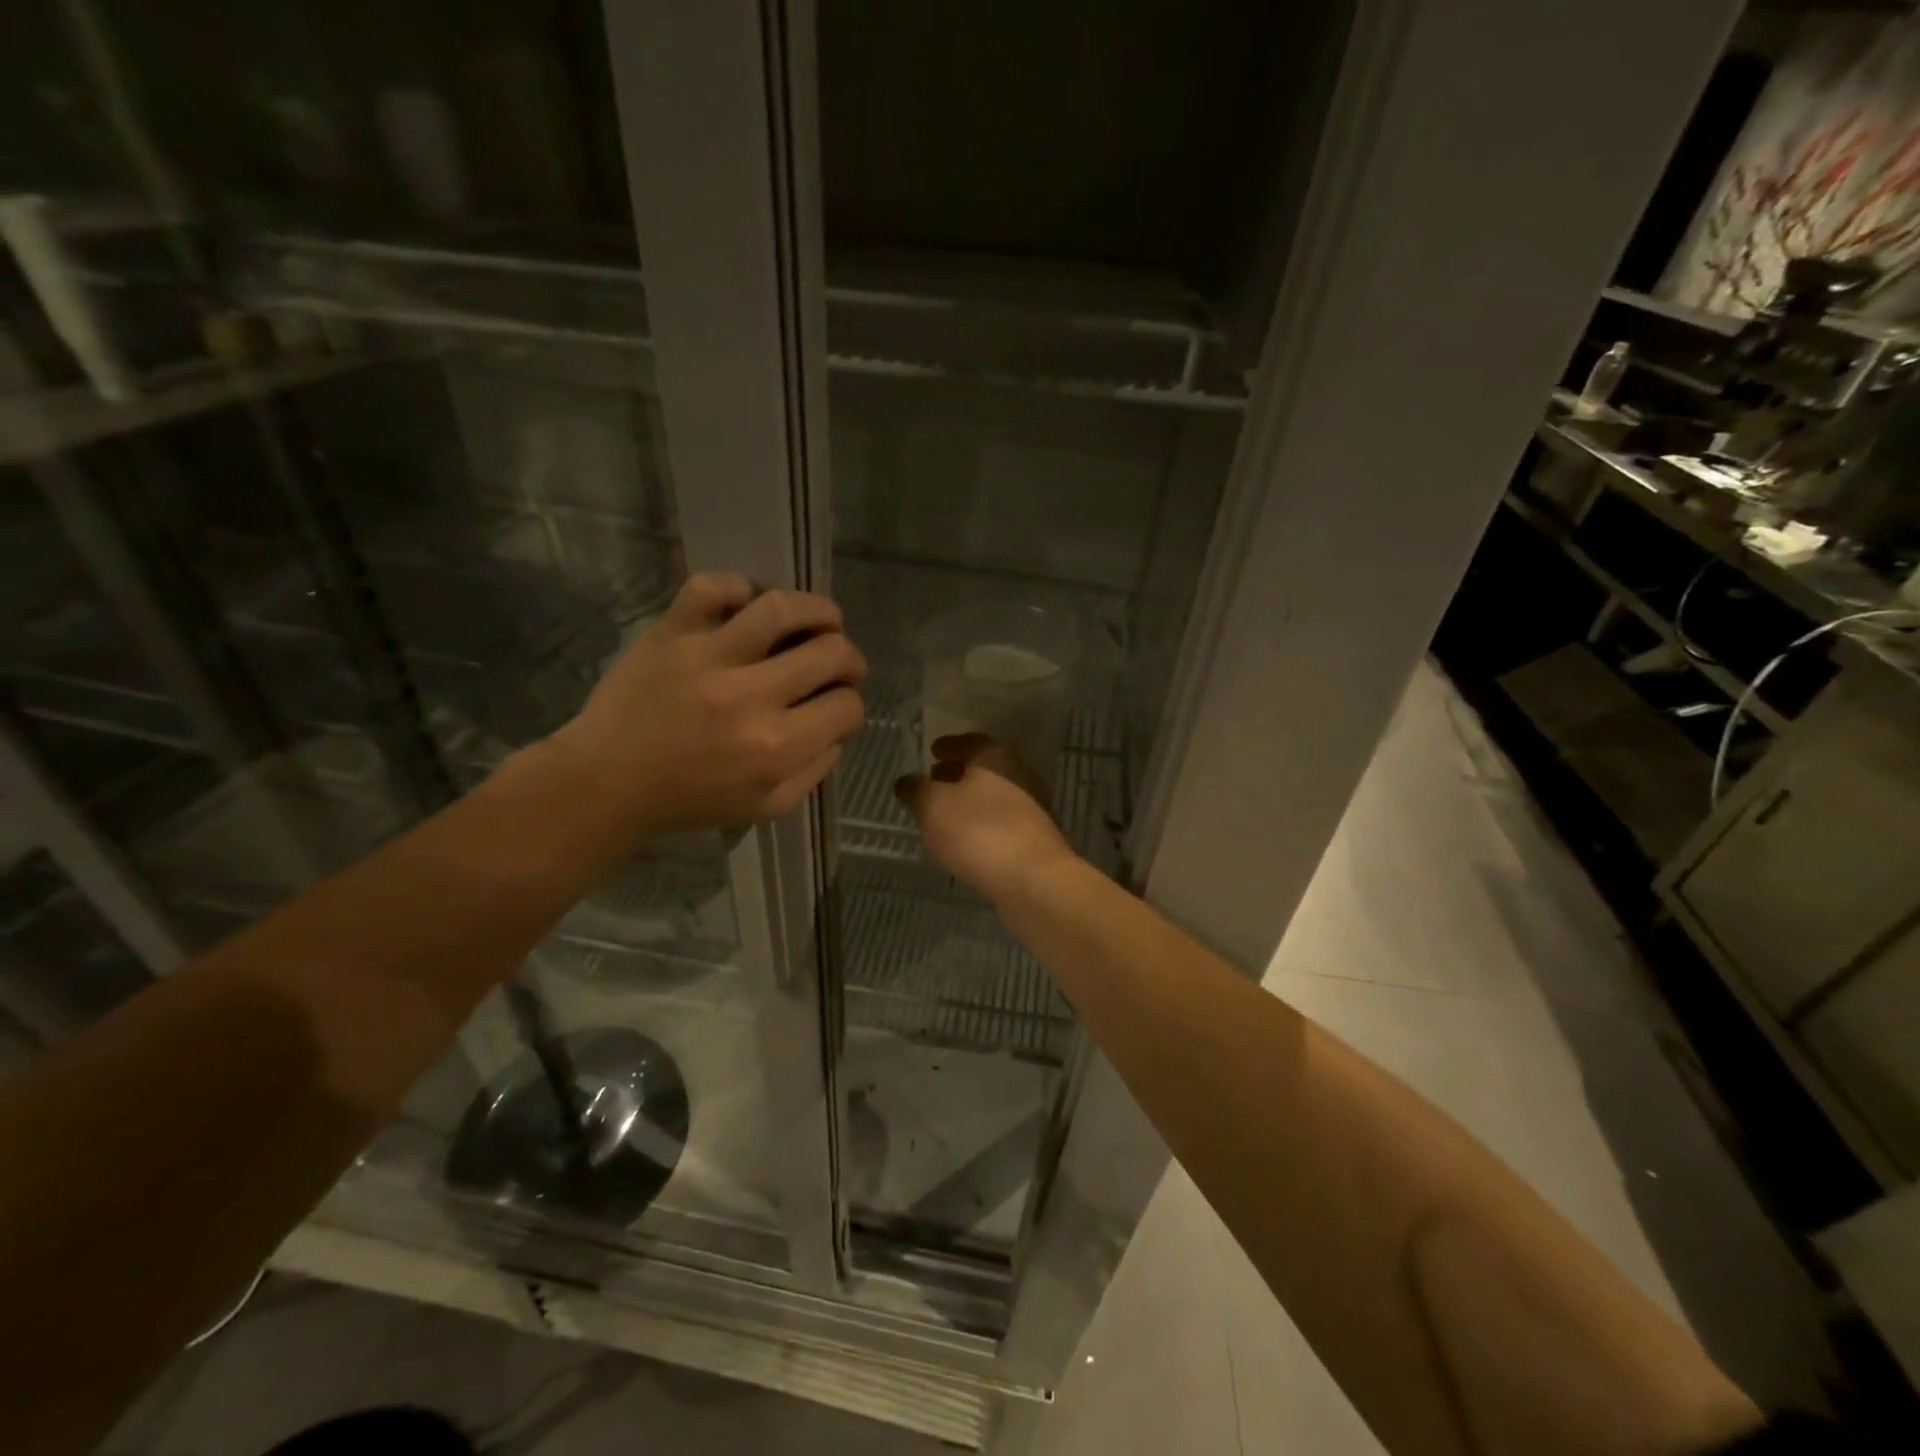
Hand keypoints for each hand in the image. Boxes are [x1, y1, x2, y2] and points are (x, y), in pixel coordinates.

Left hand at [554, 573, 865, 835]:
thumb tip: (838, 730)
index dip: (851, 705)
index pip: (846, 707)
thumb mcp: (766, 808)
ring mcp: (708, 658)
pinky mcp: (671, 634)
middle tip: (841, 664)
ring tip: (822, 619)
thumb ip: (813, 771)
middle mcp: (750, 697)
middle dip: (850, 659)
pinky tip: (749, 605)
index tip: (838, 707)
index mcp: (776, 748)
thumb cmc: (689, 801)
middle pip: (831, 653)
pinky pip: (711, 588)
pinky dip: (738, 586)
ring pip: (781, 608)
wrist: (606, 783)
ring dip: (818, 610)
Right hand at [895, 735, 1073, 904]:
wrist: (1034, 881)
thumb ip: (916, 790)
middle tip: (934, 779)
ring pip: (993, 796)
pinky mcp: (1033, 841)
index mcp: (996, 757)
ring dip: (969, 800)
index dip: (949, 745)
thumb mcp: (933, 806)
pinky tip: (964, 841)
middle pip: (984, 768)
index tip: (932, 750)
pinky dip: (981, 824)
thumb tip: (906, 781)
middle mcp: (1019, 776)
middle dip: (957, 773)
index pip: (970, 741)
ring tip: (943, 813)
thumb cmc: (979, 831)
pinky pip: (1000, 823)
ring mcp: (1031, 809)